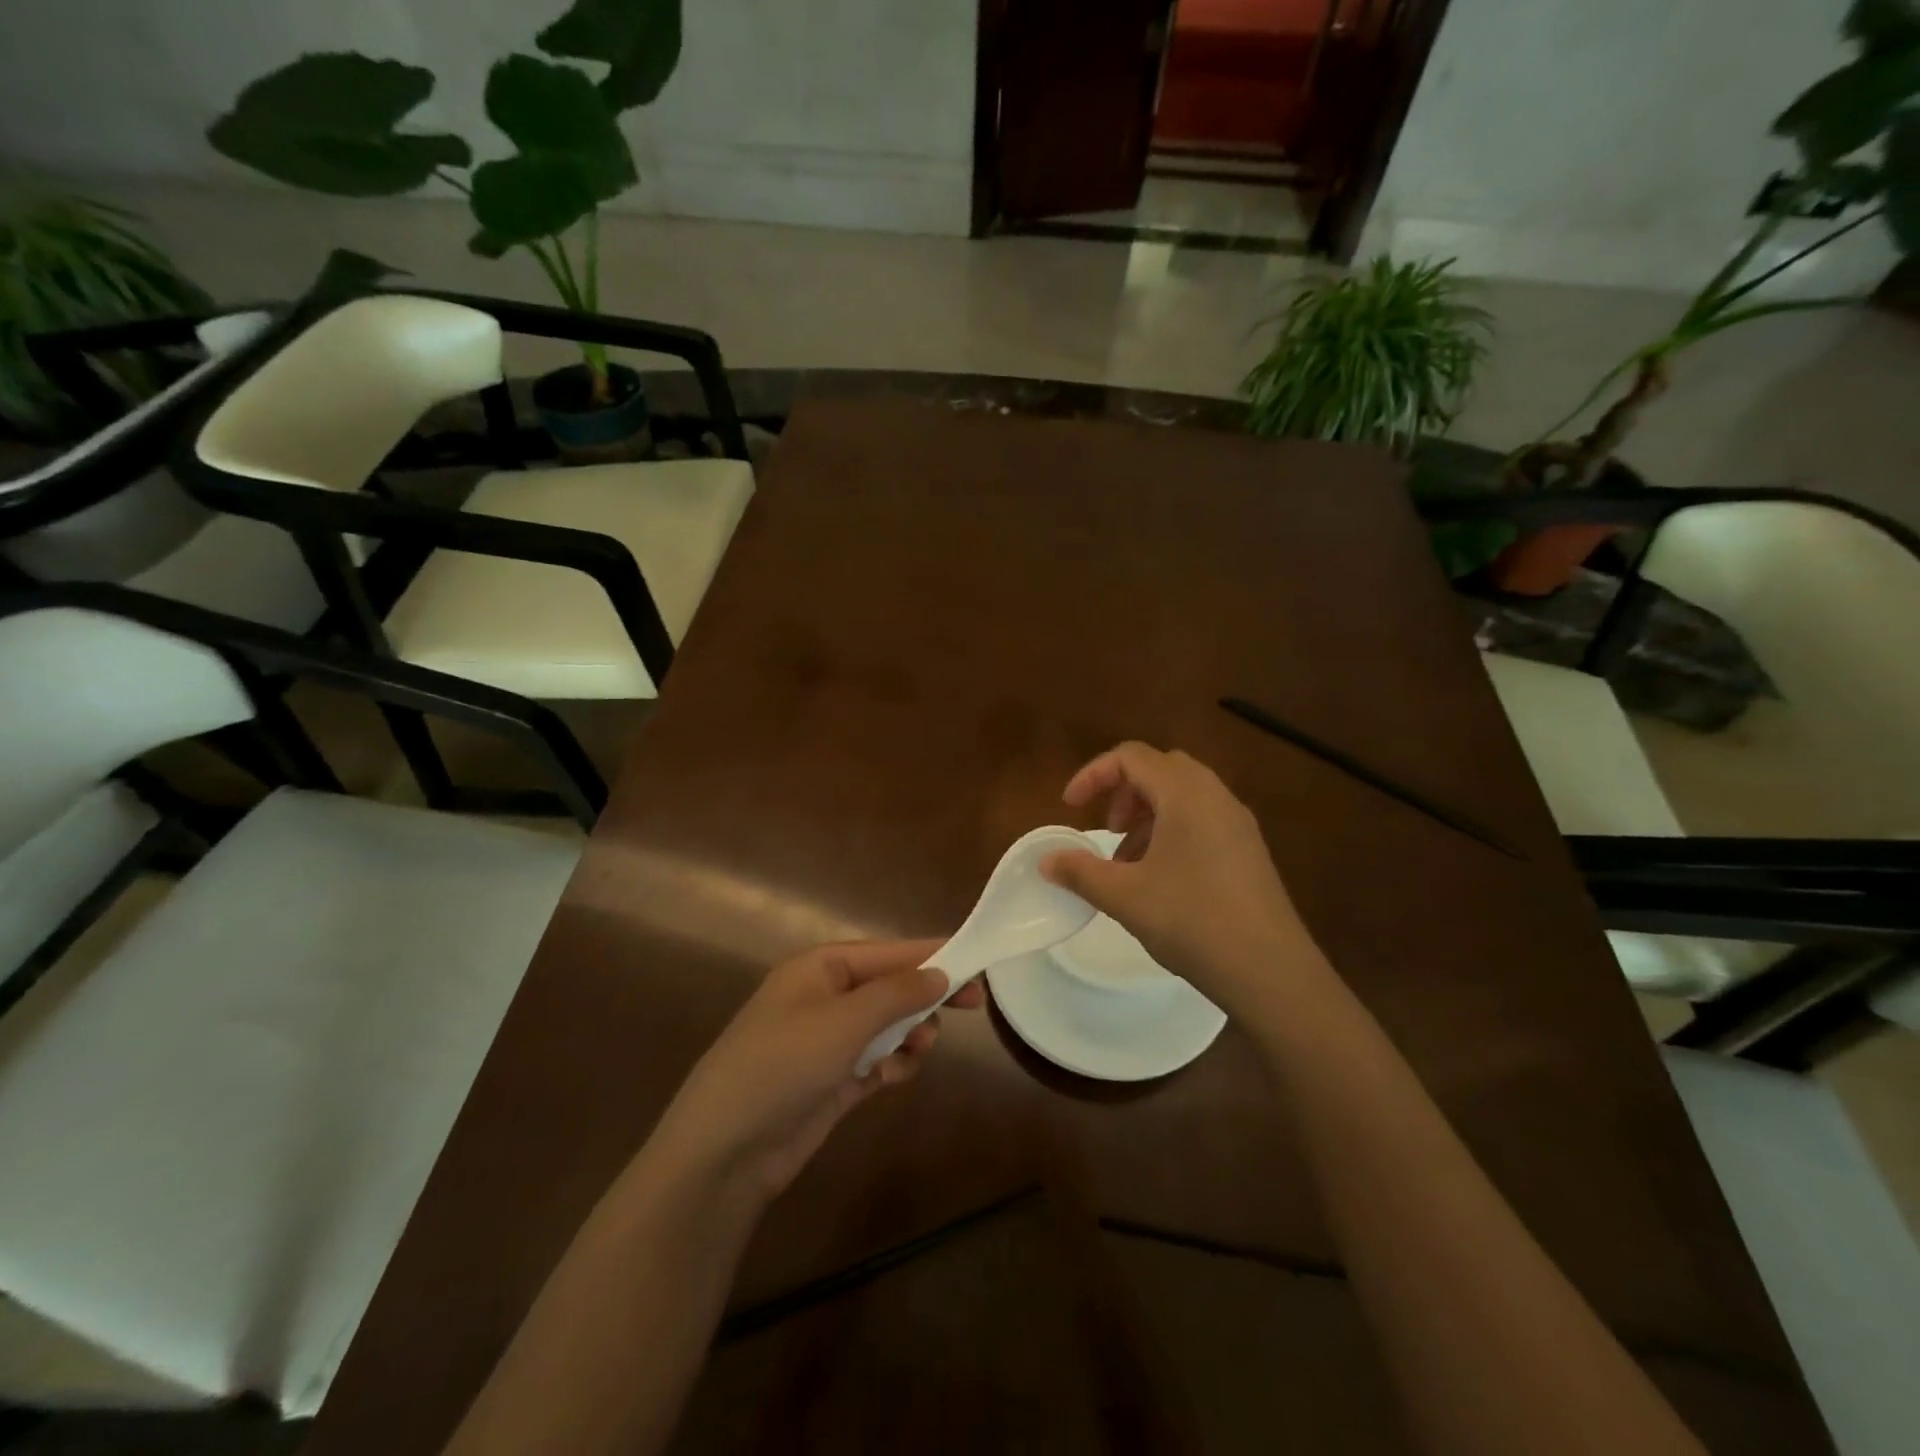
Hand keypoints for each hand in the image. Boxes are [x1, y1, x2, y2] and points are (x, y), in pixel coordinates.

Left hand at [648, 940, 985, 1206]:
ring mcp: (826, 1041)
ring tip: (921, 1048)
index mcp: (820, 968)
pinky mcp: (831, 1081)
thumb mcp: (845, 1020)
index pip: (888, 952)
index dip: (932, 955)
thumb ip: (897, 994)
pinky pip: (875, 1061)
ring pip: (886, 1026)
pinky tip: (897, 1075)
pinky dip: (892, 1065)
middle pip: (890, 987)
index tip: (976, 961)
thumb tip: (939, 972)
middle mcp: (824, 997)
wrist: (725, 1149)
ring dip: (910, 1033)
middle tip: (974, 1006)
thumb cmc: (784, 1064)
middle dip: (926, 996)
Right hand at [1040, 742, 1316, 1020]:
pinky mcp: (1249, 850)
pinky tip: (1160, 878)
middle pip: (1160, 769)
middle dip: (1123, 792)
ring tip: (1127, 861)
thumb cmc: (1193, 922)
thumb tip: (1046, 860)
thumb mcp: (1125, 896)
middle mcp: (1216, 796)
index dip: (1093, 774)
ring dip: (1147, 815)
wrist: (1272, 972)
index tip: (1070, 808)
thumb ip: (1080, 872)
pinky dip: (1171, 831)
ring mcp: (1238, 823)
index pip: (1131, 757)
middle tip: (1106, 829)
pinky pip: (1202, 819)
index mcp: (1185, 794)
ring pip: (1182, 795)